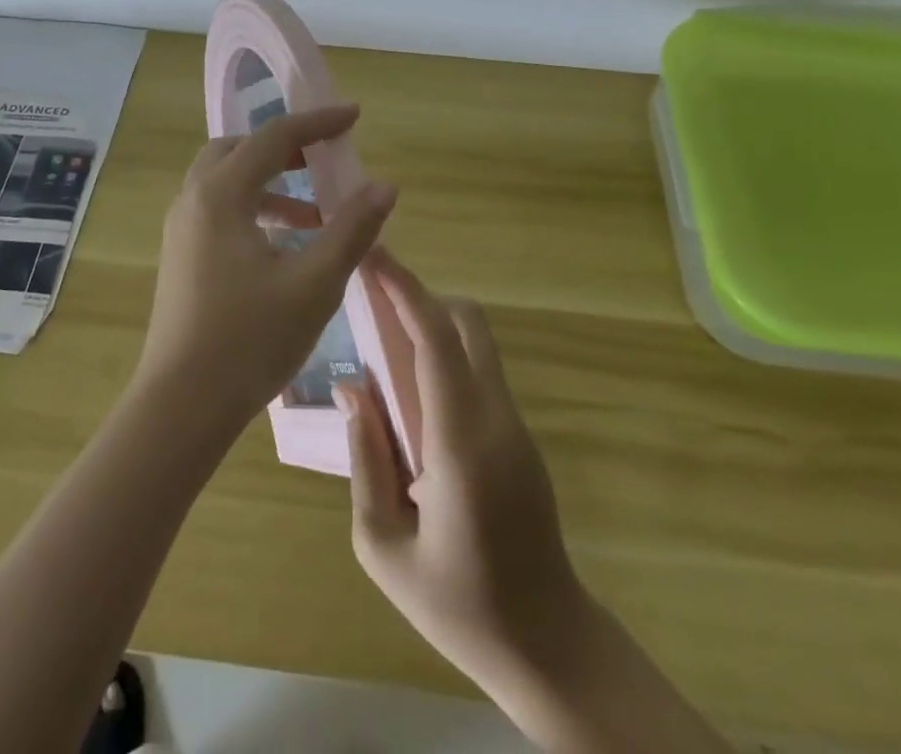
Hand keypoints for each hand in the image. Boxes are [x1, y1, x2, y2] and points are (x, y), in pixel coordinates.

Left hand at [137, 104, 397, 430]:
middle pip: (239, 149)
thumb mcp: (314, 283)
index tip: (354, 115)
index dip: (318, 122)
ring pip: (226, 181)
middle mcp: (193, 200)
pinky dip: (254, 209)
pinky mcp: (182, 256)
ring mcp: (182, 229)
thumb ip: (351, 229)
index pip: (274, 137)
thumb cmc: (250, 340)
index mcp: (221, 195)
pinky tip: (286, 246)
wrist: (181, 406)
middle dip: (284, 147)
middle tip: (323, 158)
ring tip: (316, 213)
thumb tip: (384, 186)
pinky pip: (219, 209)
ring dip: (270, 183)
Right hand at [336, 257, 583, 694]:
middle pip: (466, 322)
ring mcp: (514, 424)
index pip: (436, 339)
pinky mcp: (518, 436)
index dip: (404, 289)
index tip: (372, 256)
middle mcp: (495, 417)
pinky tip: (409, 394)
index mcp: (462, 441)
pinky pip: (477, 373)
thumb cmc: (458, 606)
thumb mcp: (384, 547)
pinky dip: (443, 358)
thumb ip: (365, 459)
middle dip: (418, 297)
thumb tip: (353, 389)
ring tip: (381, 343)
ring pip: (474, 343)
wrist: (547, 644)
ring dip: (430, 326)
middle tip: (371, 300)